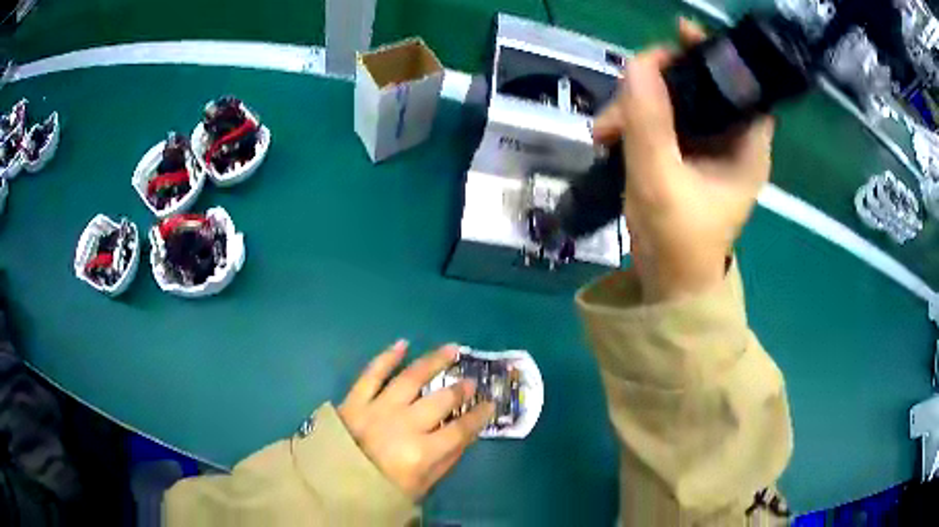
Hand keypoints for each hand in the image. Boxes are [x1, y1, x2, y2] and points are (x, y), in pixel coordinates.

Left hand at [338, 341, 494, 500]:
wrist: (334, 485)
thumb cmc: (382, 489)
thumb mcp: (422, 485)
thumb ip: (446, 460)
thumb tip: (466, 433)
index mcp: (421, 452)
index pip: (461, 429)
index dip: (480, 415)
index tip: (491, 404)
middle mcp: (403, 425)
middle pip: (440, 400)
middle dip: (461, 389)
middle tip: (471, 381)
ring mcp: (378, 408)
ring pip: (411, 378)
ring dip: (433, 361)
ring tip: (451, 349)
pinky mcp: (355, 399)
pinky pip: (372, 374)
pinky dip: (387, 357)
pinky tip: (402, 344)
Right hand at [593, 19, 773, 302]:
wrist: (667, 286)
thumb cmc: (677, 242)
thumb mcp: (660, 180)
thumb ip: (649, 121)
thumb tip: (637, 65)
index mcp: (746, 148)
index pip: (742, 86)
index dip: (716, 55)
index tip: (682, 34)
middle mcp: (731, 142)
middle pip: (702, 87)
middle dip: (660, 81)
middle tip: (624, 93)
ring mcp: (707, 148)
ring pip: (676, 101)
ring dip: (638, 103)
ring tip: (605, 128)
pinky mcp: (685, 156)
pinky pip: (662, 120)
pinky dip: (636, 120)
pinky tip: (610, 133)